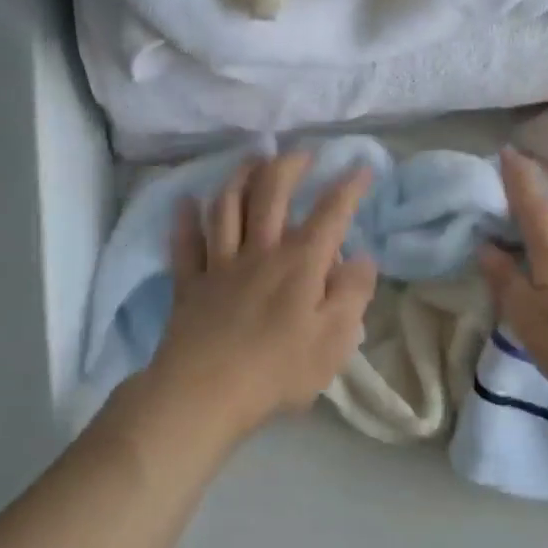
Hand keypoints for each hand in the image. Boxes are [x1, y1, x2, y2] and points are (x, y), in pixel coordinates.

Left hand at [146, 151, 378, 442]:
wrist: (205, 393)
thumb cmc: (279, 369)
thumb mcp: (335, 339)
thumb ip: (353, 294)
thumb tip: (363, 258)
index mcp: (300, 263)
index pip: (330, 213)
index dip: (348, 187)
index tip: (361, 167)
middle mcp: (260, 251)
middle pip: (271, 194)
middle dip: (289, 166)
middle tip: (302, 153)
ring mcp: (220, 265)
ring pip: (227, 207)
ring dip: (240, 177)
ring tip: (252, 160)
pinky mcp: (190, 285)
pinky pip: (185, 244)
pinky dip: (185, 221)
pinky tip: (185, 202)